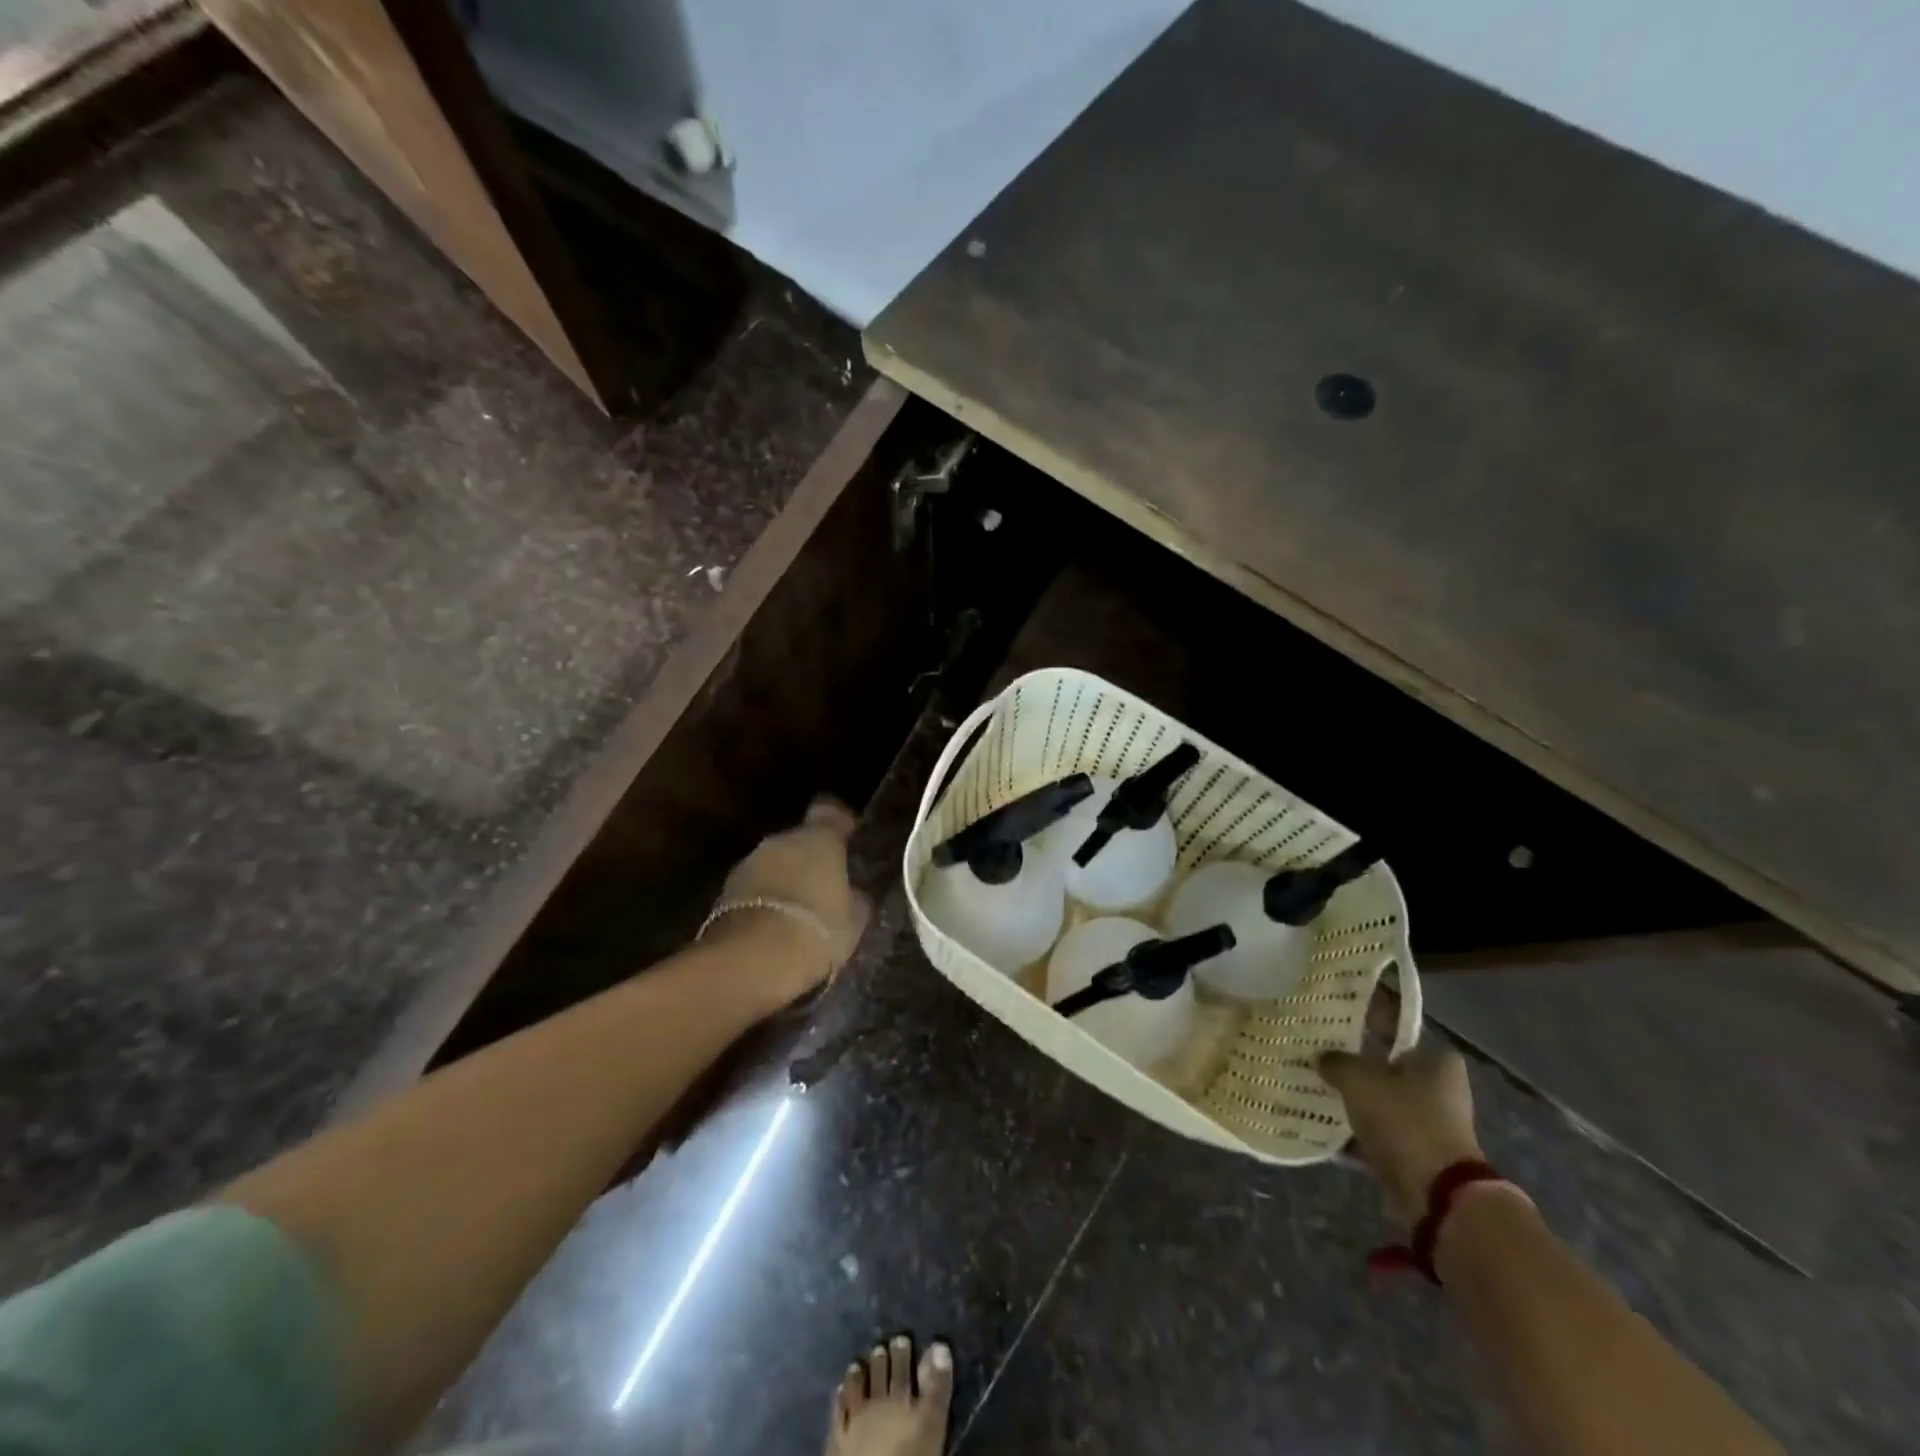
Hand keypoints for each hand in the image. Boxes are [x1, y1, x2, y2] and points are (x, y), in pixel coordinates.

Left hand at [712, 798, 871, 1002]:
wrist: (753, 960)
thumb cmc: (817, 930)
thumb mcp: (854, 919)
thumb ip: (853, 897)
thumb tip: (852, 893)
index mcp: (818, 839)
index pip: (830, 813)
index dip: (839, 823)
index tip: (847, 835)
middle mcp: (780, 841)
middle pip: (798, 841)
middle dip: (809, 859)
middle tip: (823, 886)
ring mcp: (748, 863)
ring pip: (773, 864)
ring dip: (783, 880)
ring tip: (797, 911)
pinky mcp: (724, 892)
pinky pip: (754, 888)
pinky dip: (764, 900)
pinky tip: (773, 926)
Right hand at [1317, 1042, 1484, 1224]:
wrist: (1436, 1196)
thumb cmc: (1404, 1121)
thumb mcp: (1358, 1079)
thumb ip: (1336, 1061)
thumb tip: (1321, 1057)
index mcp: (1437, 1061)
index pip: (1398, 1031)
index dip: (1367, 1026)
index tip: (1336, 1026)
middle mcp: (1441, 1089)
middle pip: (1389, 1068)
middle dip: (1357, 1066)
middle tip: (1321, 1057)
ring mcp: (1432, 1125)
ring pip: (1382, 1102)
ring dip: (1356, 1100)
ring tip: (1318, 1088)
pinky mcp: (1419, 1155)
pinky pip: (1380, 1133)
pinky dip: (1357, 1131)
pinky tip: (1326, 1124)